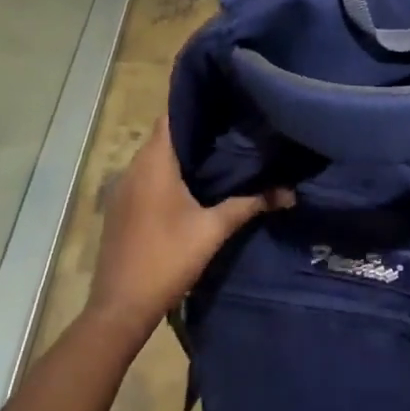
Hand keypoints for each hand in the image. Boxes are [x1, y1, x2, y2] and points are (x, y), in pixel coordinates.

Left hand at [85, 118, 288, 342]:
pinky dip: (166, 175)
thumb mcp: (214, 230)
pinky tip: (191, 187)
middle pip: (164, 136)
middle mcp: (133, 168)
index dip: (196, 105)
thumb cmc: (167, 259)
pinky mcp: (120, 208)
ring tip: (217, 154)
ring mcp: (122, 189)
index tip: (224, 102)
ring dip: (180, 155)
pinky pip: (145, 178)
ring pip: (153, 158)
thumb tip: (289, 192)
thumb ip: (250, 205)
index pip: (172, 116)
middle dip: (194, 132)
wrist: (121, 308)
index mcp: (153, 163)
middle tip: (230, 128)